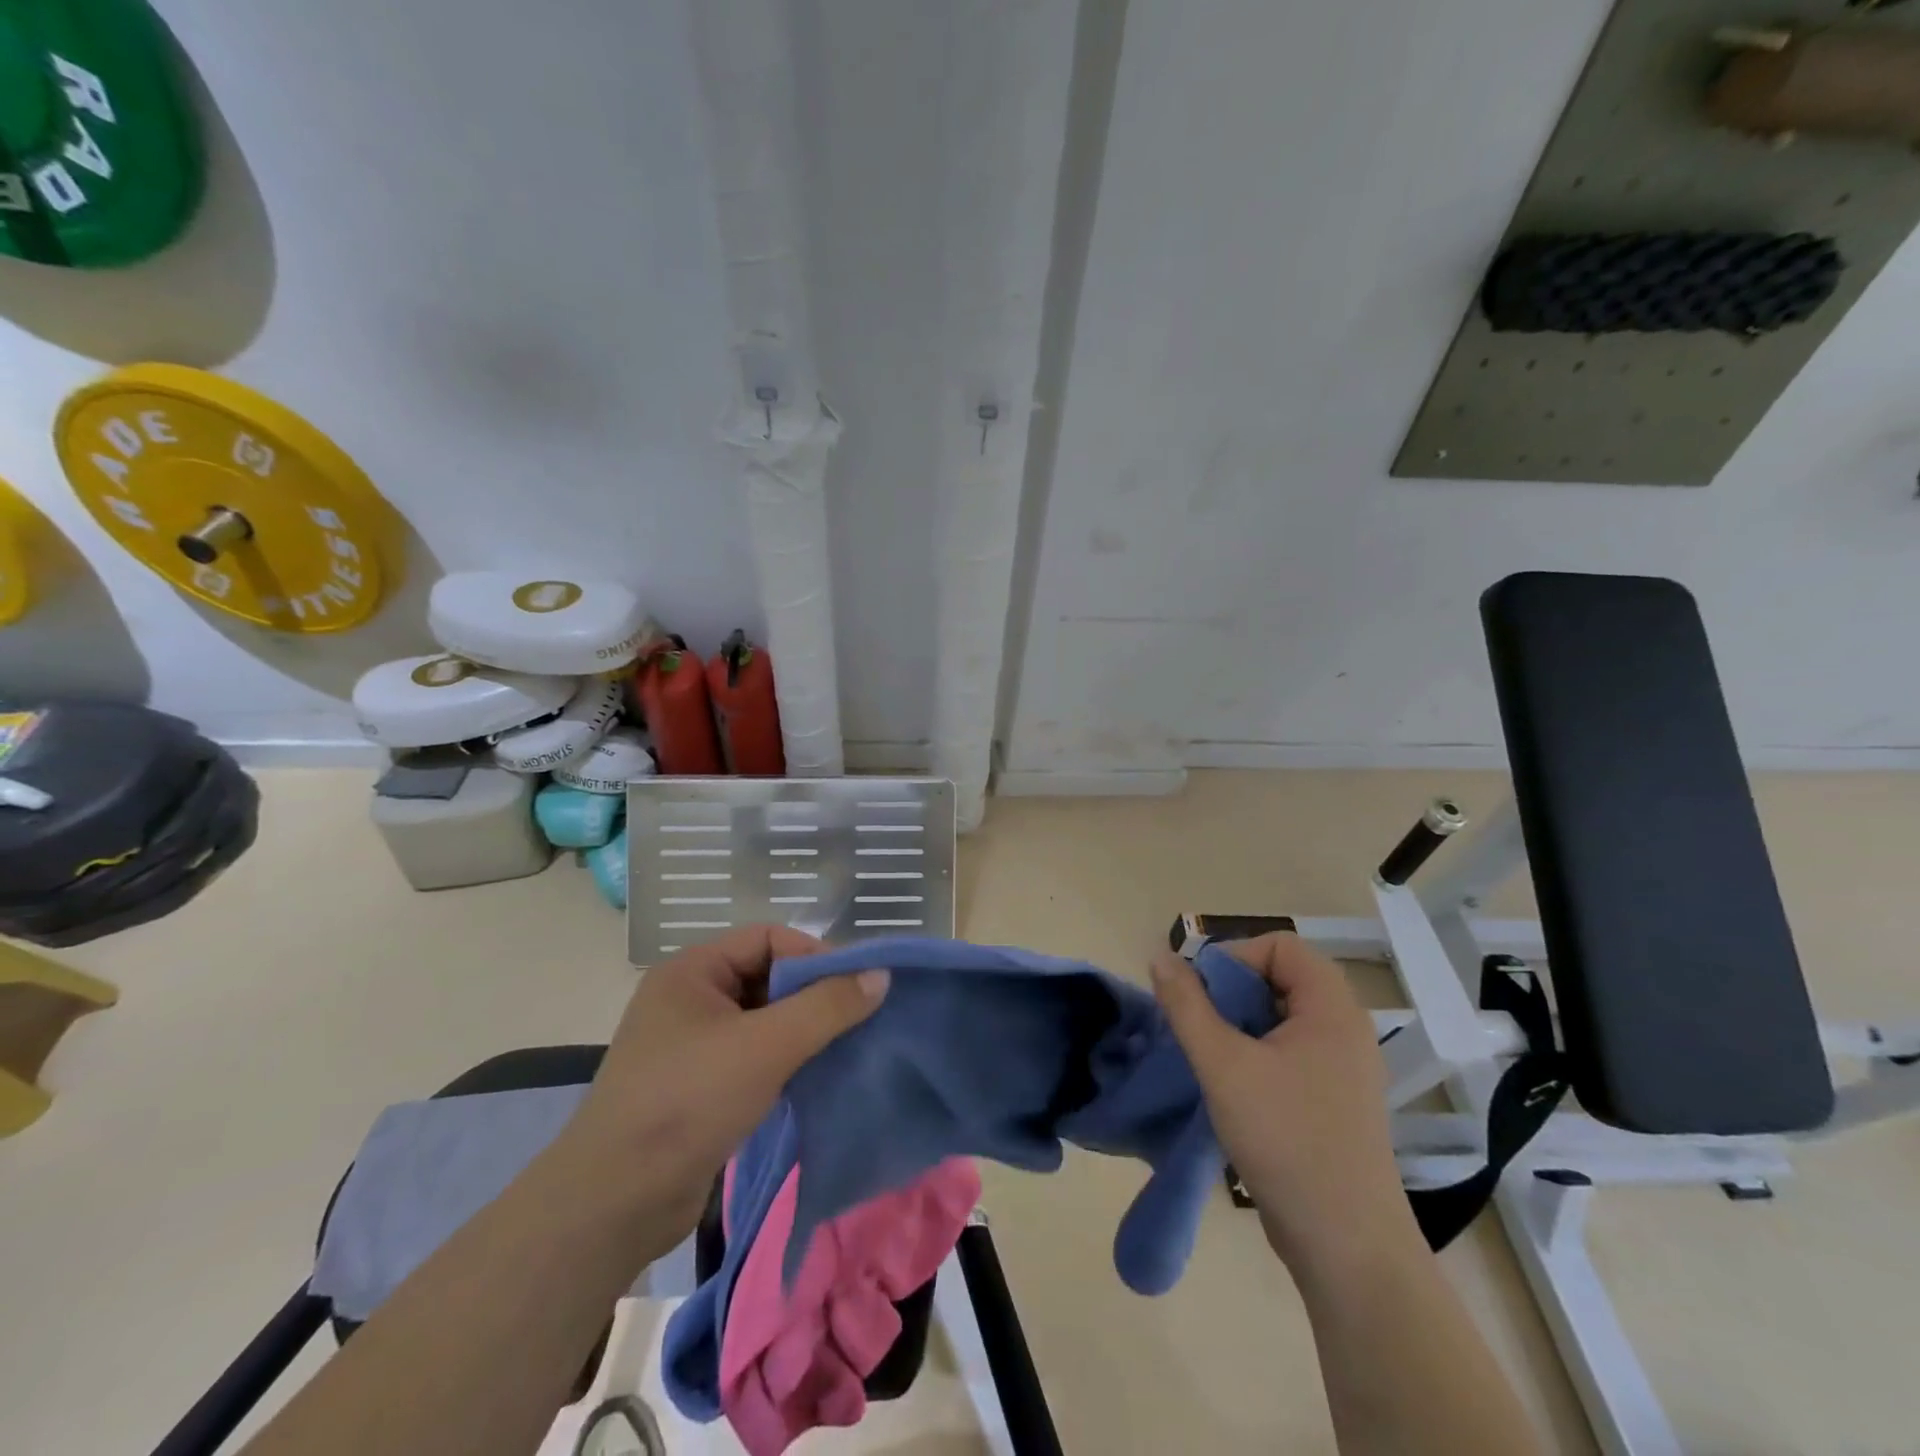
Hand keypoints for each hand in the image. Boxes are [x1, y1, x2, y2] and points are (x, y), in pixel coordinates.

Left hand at [559, 925, 888, 1248]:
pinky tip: (814, 1077)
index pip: (768, 938)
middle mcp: (690, 998)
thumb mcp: (766, 1046)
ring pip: (764, 1019)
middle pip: (767, 976)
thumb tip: (881, 975)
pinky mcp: (699, 1085)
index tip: (855, 988)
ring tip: (843, 1048)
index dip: (814, 955)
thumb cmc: (687, 1102)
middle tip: (856, 1018)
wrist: (614, 1203)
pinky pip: (754, 1054)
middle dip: (812, 995)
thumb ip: (827, 1006)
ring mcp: (692, 1044)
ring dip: (803, 1030)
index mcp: (692, 970)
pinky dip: (785, 1060)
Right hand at [1151, 933, 1416, 1275]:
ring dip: (1238, 1026)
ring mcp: (1343, 1068)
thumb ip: (1187, 1005)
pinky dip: (1255, 1054)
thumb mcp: (1223, 1065)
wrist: (1347, 1247)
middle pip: (1280, 978)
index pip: (1280, 945)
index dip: (1235, 957)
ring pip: (1280, 1018)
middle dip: (1231, 993)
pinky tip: (1231, 1087)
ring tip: (1210, 1058)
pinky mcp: (1334, 1100)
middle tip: (1200, 1027)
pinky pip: (1289, 1052)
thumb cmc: (1286, 1139)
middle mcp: (1345, 1029)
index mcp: (1332, 1008)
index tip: (1202, 994)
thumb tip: (1161, 957)